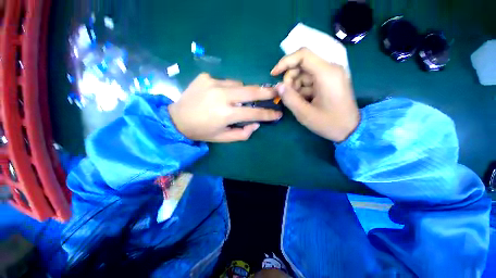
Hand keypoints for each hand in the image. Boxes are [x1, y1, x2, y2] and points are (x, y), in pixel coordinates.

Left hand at [168, 73, 281, 142]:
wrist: (176, 119)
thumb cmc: (202, 132)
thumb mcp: (223, 138)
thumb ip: (242, 133)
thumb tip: (256, 124)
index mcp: (225, 114)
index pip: (254, 113)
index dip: (268, 114)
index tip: (278, 113)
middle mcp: (221, 96)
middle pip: (251, 91)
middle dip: (266, 92)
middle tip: (276, 91)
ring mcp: (213, 83)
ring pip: (239, 84)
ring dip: (243, 91)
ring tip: (237, 99)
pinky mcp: (206, 77)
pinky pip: (226, 81)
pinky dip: (229, 88)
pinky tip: (221, 94)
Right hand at [271, 48, 359, 141]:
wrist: (350, 130)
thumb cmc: (329, 123)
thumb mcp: (305, 114)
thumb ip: (289, 98)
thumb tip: (278, 86)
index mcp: (326, 73)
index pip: (303, 55)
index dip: (285, 62)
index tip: (274, 75)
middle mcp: (330, 69)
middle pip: (302, 64)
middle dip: (290, 79)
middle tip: (288, 96)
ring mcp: (331, 75)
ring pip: (304, 73)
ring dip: (296, 86)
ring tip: (297, 102)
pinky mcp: (329, 81)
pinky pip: (310, 80)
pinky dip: (302, 89)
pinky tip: (304, 101)